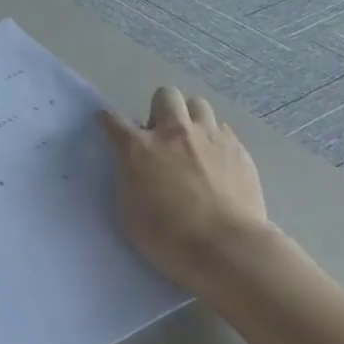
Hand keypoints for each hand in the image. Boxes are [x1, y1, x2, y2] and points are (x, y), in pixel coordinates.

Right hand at [100, 87, 276, 294]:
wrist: (226, 248)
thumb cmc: (168, 236)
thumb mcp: (129, 210)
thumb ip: (129, 178)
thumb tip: (133, 165)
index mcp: (139, 148)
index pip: (115, 120)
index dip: (107, 120)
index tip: (106, 123)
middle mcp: (174, 133)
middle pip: (165, 96)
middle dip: (159, 110)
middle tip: (161, 136)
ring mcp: (209, 137)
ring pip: (198, 105)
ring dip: (190, 118)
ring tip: (191, 142)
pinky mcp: (237, 149)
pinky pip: (223, 129)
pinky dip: (214, 140)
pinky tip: (216, 162)